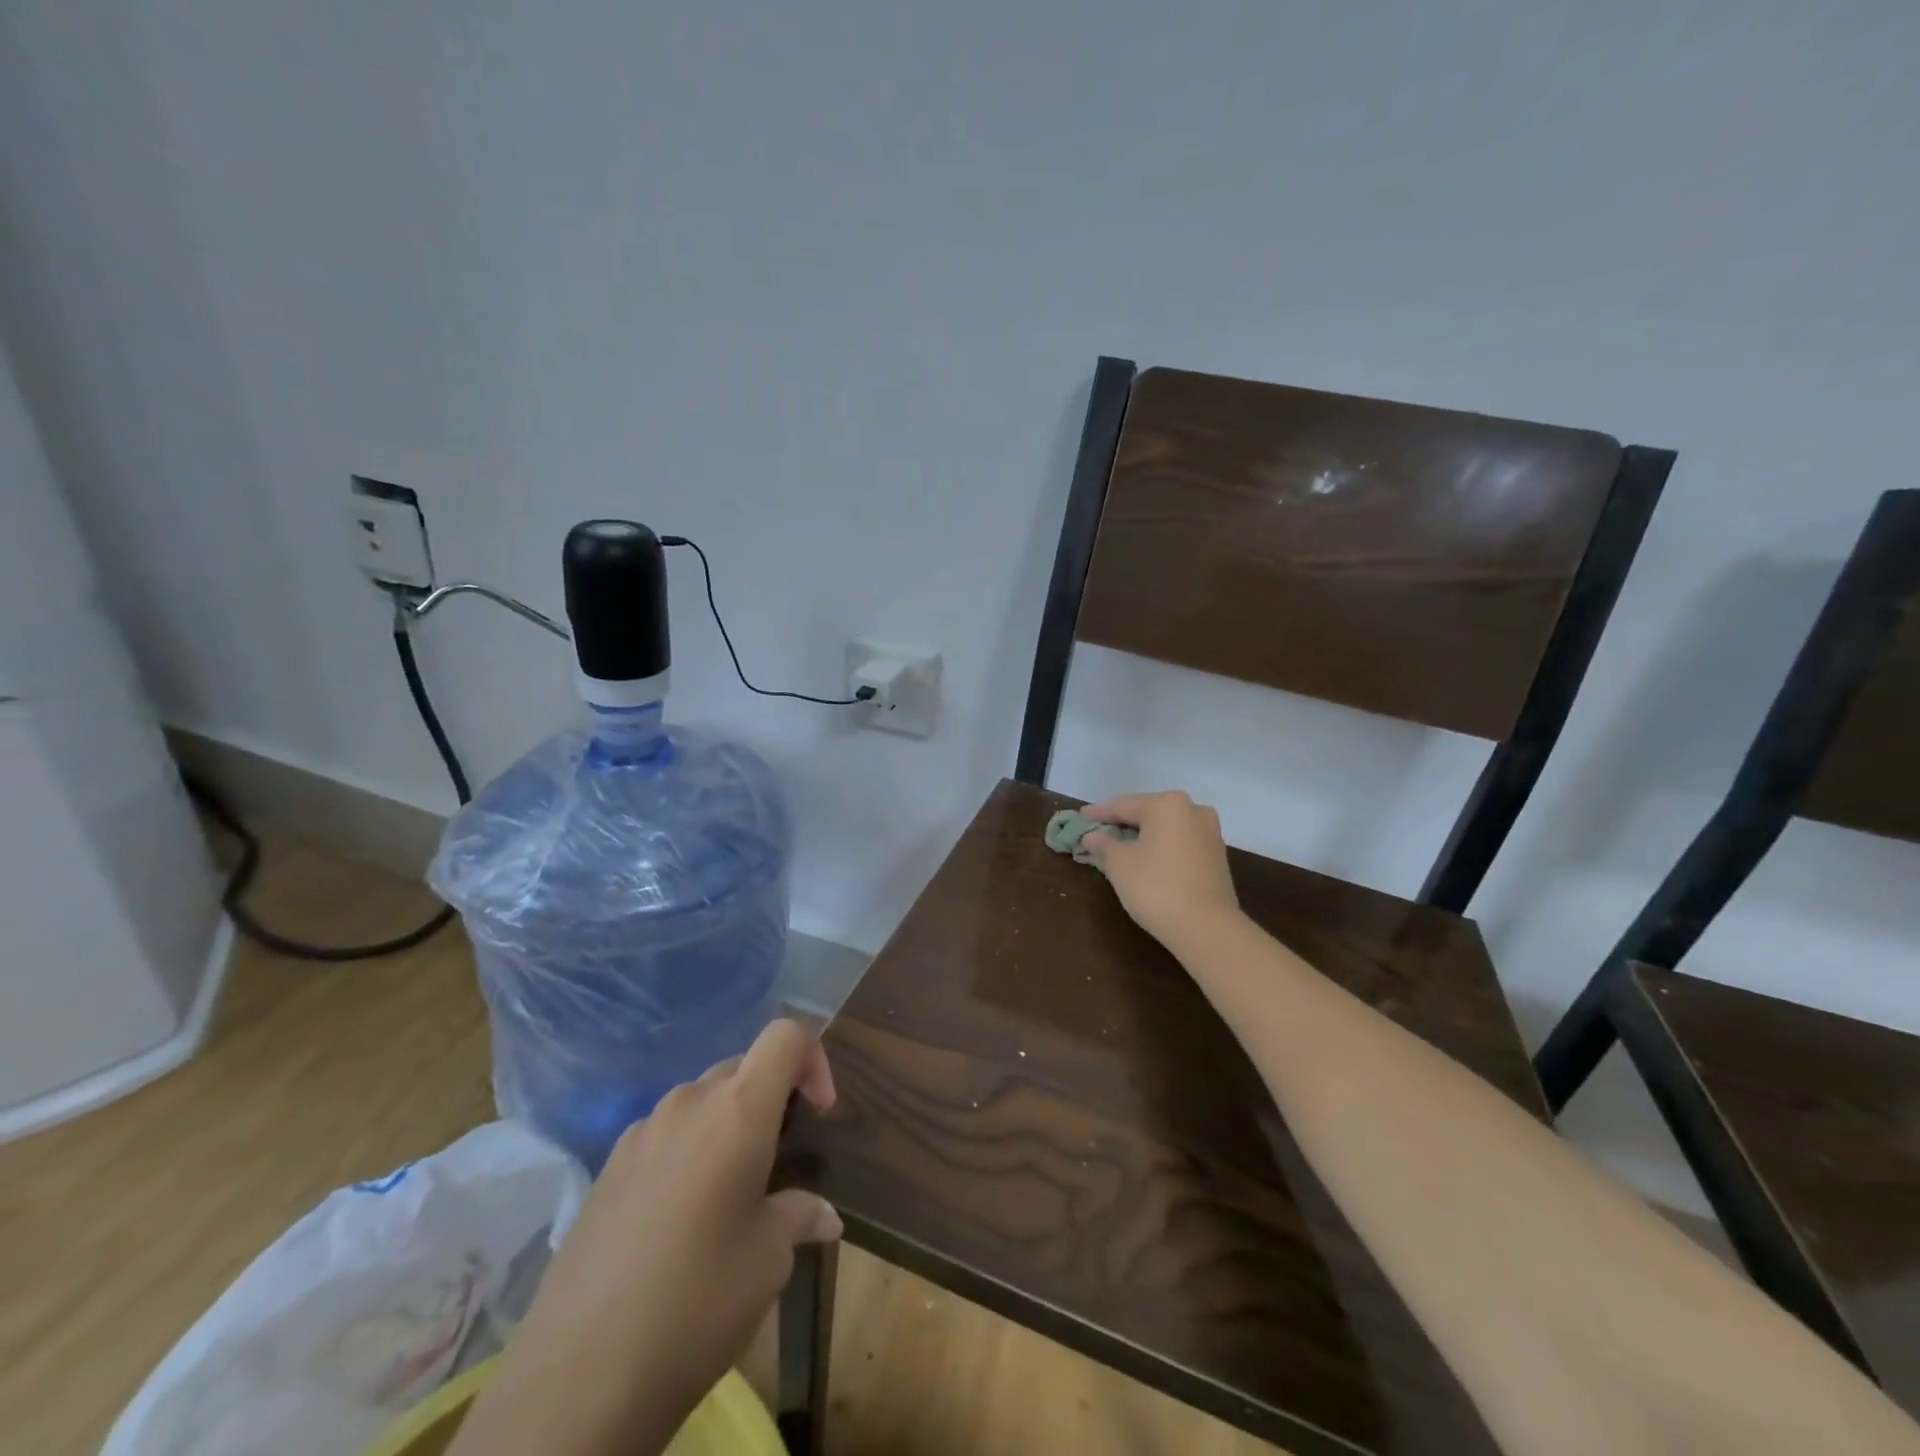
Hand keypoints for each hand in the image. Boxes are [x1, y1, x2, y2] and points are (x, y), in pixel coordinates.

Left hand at [451, 1021, 840, 1455]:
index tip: (819, 1113)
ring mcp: (640, 1132)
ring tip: (731, 1193)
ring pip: (700, 1101)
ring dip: (727, 1125)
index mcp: (738, 1109)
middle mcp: (688, 1103)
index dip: (814, 1059)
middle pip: (743, 1067)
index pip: (785, 1035)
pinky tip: (680, 1219)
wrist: (576, 1379)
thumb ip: (799, 1216)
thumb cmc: (698, 1301)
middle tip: (780, 1159)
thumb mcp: (769, 1260)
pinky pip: (663, 1135)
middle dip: (771, 1098)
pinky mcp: (605, 1168)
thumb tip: (825, 1217)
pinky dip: (687, 1151)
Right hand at [1082, 791, 1242, 950]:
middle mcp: (1193, 810)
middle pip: (1147, 813)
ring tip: (1120, 847)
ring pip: (1166, 829)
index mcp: (1167, 804)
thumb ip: (1104, 844)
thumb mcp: (1119, 864)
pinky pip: (1180, 844)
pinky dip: (1161, 848)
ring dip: (1143, 836)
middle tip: (1099, 831)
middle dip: (1123, 823)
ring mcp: (1210, 833)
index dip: (1099, 813)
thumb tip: (1093, 836)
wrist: (1207, 927)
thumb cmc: (1156, 887)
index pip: (1123, 806)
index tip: (1081, 816)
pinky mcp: (1218, 857)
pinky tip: (1146, 860)